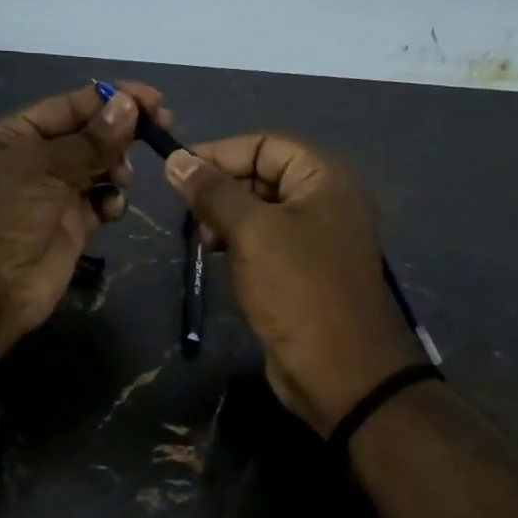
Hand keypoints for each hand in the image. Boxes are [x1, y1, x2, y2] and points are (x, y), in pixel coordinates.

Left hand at [0, 82, 169, 352]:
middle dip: (121, 133)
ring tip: (121, 178)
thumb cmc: (5, 215)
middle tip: (159, 130)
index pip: (70, 105)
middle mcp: (35, 159)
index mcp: (15, 134)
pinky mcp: (72, 225)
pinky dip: (112, 201)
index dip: (112, 100)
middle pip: (89, 134)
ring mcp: (55, 193)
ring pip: (99, 167)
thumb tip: (130, 105)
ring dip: (117, 166)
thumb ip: (91, 140)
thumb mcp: (43, 167)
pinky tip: (111, 209)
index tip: (154, 101)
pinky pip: (101, 202)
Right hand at [165, 135, 422, 435]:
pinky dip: (239, 245)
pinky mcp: (303, 271)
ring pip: (260, 211)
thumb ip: (214, 192)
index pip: (265, 145)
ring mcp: (316, 238)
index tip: (178, 173)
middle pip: (263, 175)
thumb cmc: (298, 290)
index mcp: (325, 179)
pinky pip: (265, 243)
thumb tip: (176, 160)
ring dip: (226, 220)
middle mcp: (325, 201)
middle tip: (191, 218)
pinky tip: (218, 260)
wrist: (340, 372)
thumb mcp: (252, 232)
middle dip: (222, 190)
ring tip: (204, 242)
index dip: (221, 154)